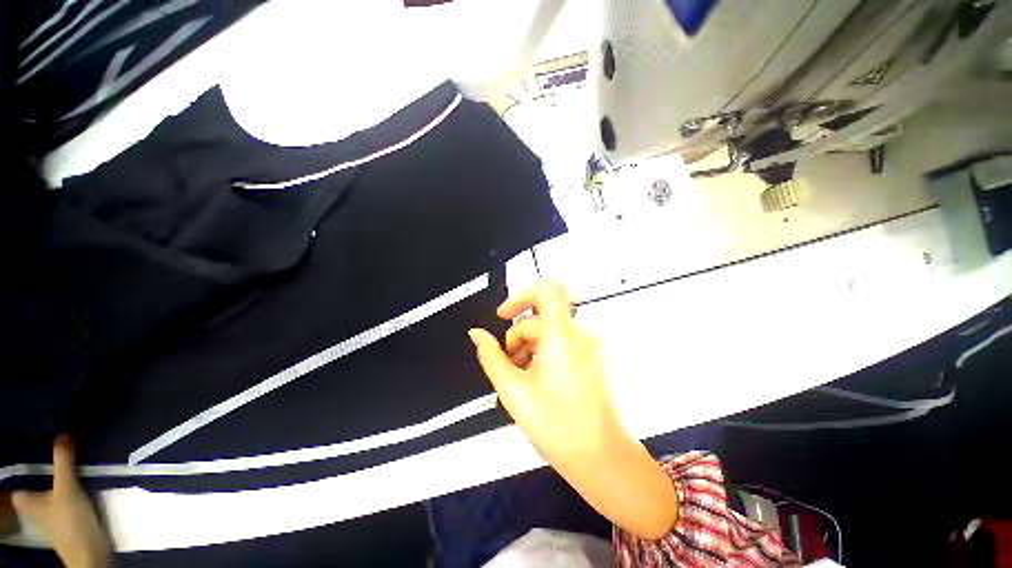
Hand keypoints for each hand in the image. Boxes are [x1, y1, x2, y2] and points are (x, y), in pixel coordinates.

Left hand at [7, 435, 112, 567]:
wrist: (90, 552)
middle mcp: (36, 511)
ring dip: (61, 488)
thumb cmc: (70, 520)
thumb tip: (63, 433)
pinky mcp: (69, 524)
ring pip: (52, 500)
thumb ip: (64, 462)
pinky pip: (66, 506)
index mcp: (27, 503)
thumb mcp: (67, 488)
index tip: (35, 462)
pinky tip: (84, 493)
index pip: (19, 488)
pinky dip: (72, 499)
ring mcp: (54, 520)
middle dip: (45, 481)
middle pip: (36, 493)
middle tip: (58, 463)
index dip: (25, 476)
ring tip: (75, 473)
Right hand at [469, 281, 678, 539]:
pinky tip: (538, 380)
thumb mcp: (513, 389)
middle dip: (518, 338)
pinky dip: (544, 353)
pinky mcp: (592, 357)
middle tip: (509, 367)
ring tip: (522, 379)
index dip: (521, 296)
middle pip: (540, 320)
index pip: (547, 290)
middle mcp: (579, 334)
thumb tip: (476, 334)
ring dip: (529, 348)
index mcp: (561, 335)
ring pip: (549, 333)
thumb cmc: (555, 424)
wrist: (600, 457)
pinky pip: (562, 343)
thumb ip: (490, 356)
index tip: (503, 315)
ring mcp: (588, 346)